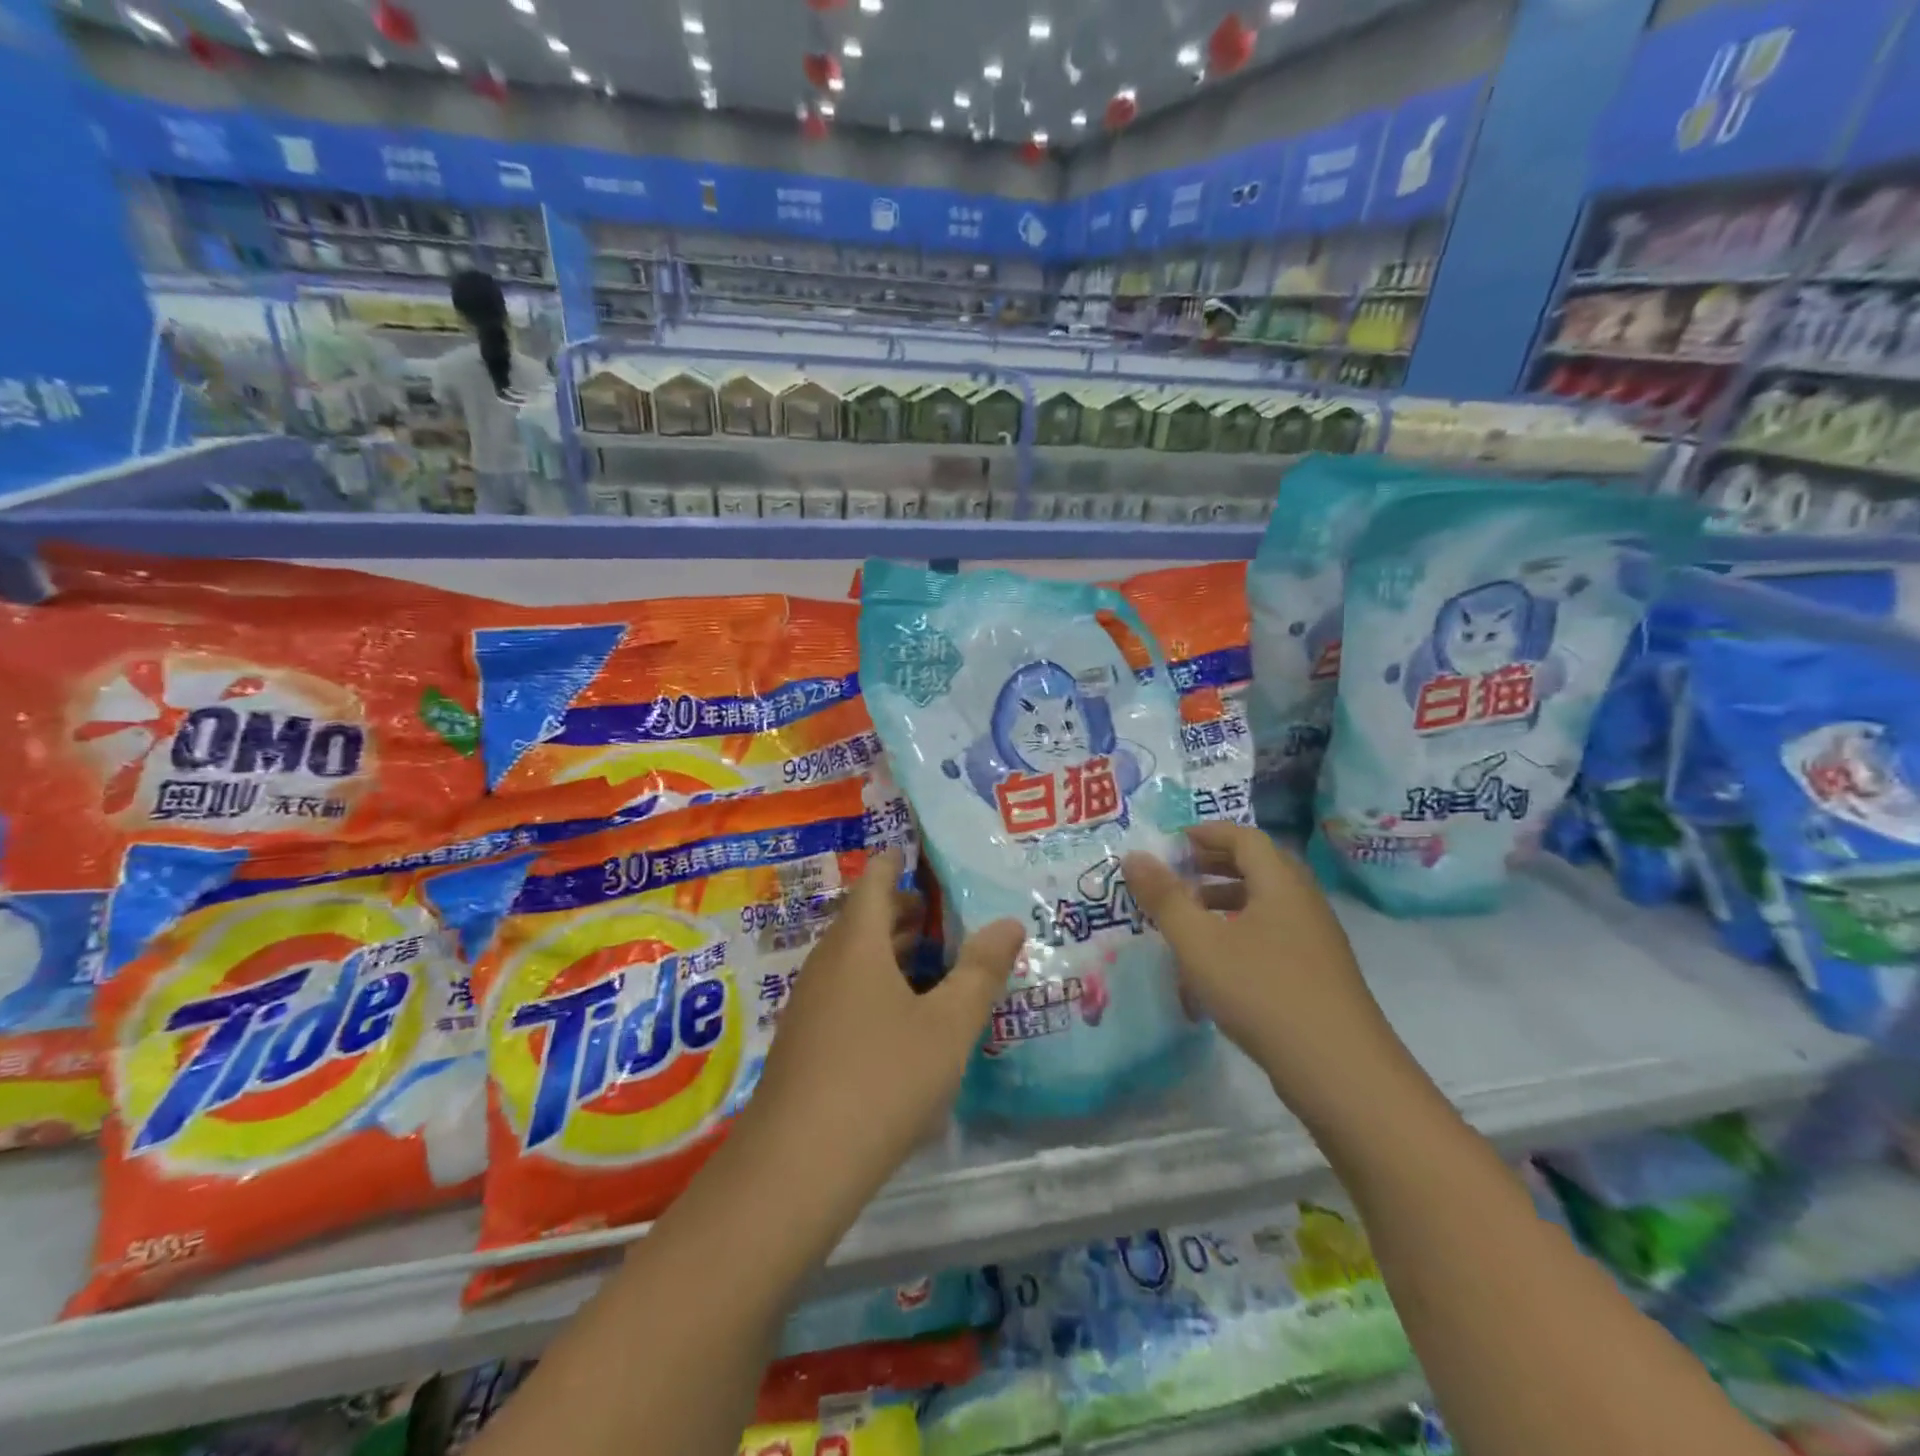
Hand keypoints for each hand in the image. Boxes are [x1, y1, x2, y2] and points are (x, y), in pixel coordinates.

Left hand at [741, 848, 1023, 1208]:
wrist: (797, 1167)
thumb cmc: (882, 1079)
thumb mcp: (948, 1025)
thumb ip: (980, 971)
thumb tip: (1009, 922)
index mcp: (857, 945)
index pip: (873, 882)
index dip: (893, 863)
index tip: (912, 853)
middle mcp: (826, 965)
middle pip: (861, 920)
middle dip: (898, 910)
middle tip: (937, 910)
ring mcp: (808, 1005)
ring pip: (851, 960)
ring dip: (887, 951)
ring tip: (929, 958)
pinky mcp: (803, 1043)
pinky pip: (843, 992)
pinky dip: (873, 985)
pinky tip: (900, 1019)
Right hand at [1123, 824, 1404, 1118]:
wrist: (1340, 1072)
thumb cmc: (1262, 992)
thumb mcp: (1200, 943)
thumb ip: (1165, 898)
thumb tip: (1134, 856)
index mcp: (1280, 884)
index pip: (1245, 838)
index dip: (1208, 833)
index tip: (1173, 841)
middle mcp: (1303, 903)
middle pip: (1260, 866)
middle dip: (1216, 863)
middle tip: (1179, 872)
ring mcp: (1316, 941)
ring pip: (1267, 903)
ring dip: (1228, 898)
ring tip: (1191, 915)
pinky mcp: (1318, 975)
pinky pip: (1274, 933)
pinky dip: (1242, 929)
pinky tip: (1219, 961)